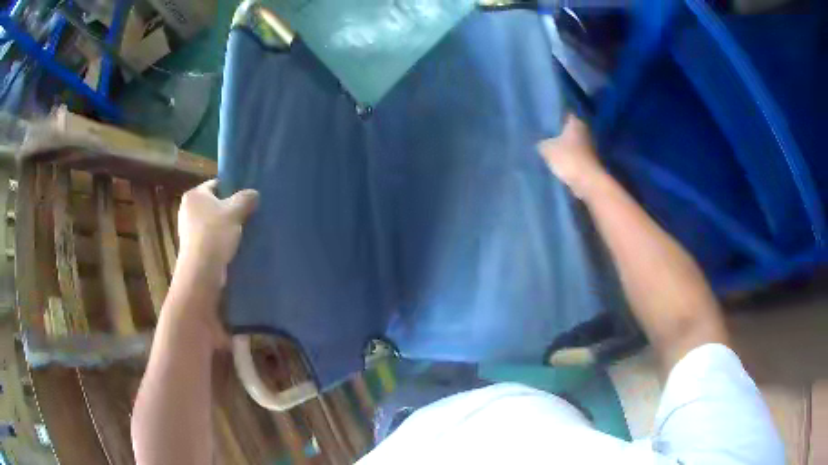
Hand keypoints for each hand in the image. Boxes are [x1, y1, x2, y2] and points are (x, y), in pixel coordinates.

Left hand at [176, 179, 258, 287]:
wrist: (201, 270)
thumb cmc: (215, 234)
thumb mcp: (235, 211)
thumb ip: (246, 198)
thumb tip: (254, 194)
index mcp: (194, 194)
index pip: (216, 184)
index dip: (232, 190)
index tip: (246, 201)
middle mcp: (187, 208)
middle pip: (214, 204)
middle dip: (229, 210)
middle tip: (246, 216)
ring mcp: (187, 229)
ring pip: (212, 222)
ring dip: (225, 227)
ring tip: (240, 233)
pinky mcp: (191, 246)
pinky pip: (209, 237)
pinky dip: (219, 240)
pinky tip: (230, 247)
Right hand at [538, 115, 606, 199]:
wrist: (588, 183)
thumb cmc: (568, 159)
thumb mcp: (546, 148)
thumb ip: (541, 142)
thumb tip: (539, 142)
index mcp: (576, 122)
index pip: (564, 114)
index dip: (553, 117)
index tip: (542, 121)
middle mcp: (585, 131)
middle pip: (568, 129)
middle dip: (558, 133)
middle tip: (542, 136)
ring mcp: (590, 147)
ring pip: (572, 143)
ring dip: (563, 147)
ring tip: (548, 150)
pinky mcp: (590, 161)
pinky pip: (575, 156)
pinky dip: (568, 158)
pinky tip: (557, 162)